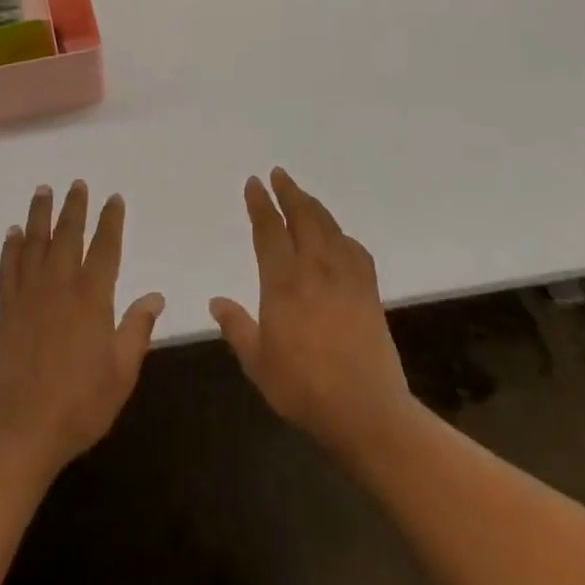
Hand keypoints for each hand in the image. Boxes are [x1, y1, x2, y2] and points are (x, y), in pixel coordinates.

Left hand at [0, 181, 165, 482]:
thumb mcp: (121, 373)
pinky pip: (8, 269)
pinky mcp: (5, 311)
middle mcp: (60, 287)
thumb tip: (156, 296)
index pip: (105, 248)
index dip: (111, 221)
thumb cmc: (78, 406)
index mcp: (92, 299)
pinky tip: (12, 234)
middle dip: (74, 207)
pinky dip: (10, 248)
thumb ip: (136, 330)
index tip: (113, 198)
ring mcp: (29, 296)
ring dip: (39, 215)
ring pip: (35, 244)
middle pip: (68, 235)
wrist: (18, 433)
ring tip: (43, 190)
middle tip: (77, 183)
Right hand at [210, 168, 413, 459]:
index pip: (269, 230)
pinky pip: (354, 249)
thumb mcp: (258, 363)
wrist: (366, 410)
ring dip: (313, 205)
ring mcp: (345, 276)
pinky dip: (342, 235)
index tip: (254, 182)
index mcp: (283, 282)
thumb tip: (216, 301)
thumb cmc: (304, 388)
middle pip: (302, 216)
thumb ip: (237, 327)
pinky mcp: (369, 290)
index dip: (260, 203)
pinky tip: (338, 237)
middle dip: (289, 191)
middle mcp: (314, 268)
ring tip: (303, 196)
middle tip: (279, 174)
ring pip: (328, 226)